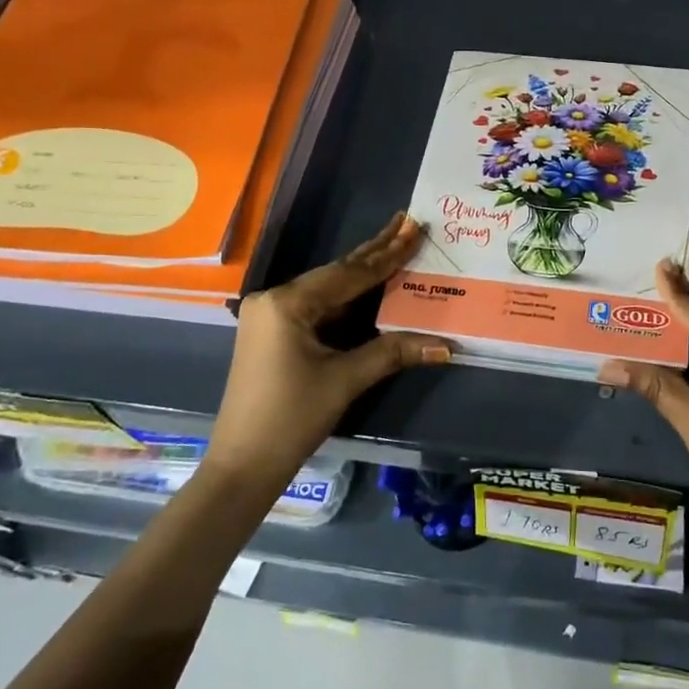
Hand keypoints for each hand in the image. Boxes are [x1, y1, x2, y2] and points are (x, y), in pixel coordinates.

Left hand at [205, 213, 449, 503]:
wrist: (243, 466)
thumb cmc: (291, 418)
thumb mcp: (345, 380)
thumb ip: (393, 352)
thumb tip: (445, 345)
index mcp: (287, 303)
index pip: (349, 274)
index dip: (387, 254)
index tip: (415, 228)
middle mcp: (275, 300)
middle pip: (336, 273)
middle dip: (375, 251)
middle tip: (407, 223)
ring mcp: (271, 316)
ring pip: (328, 289)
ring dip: (363, 273)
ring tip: (396, 246)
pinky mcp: (274, 333)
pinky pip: (319, 306)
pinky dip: (348, 298)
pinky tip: (370, 285)